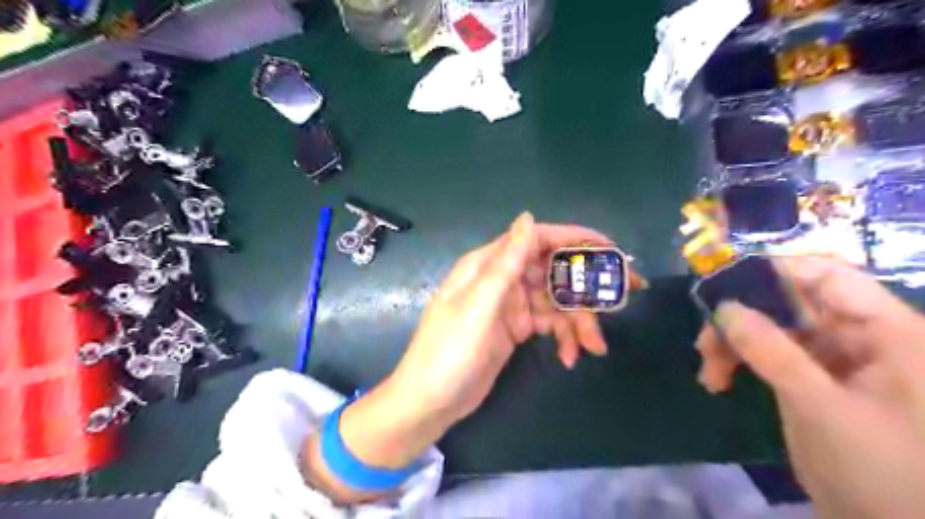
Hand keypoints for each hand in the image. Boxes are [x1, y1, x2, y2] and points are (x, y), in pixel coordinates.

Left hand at [304, 214, 644, 500]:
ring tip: (593, 346)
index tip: (610, 249)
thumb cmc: (449, 352)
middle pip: (552, 271)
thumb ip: (505, 263)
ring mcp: (510, 305)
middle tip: (623, 298)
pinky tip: (570, 357)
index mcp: (487, 265)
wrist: (430, 401)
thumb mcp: (478, 306)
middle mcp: (501, 279)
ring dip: (578, 321)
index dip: (573, 239)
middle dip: (586, 286)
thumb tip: (527, 216)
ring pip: (555, 301)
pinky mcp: (516, 328)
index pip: (535, 239)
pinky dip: (563, 337)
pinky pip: (549, 323)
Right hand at [698, 256, 923, 518]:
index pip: (828, 276)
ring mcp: (833, 357)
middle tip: (704, 341)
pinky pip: (767, 352)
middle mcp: (860, 335)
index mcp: (888, 332)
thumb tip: (724, 307)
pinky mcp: (810, 377)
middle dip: (741, 317)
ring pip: (770, 327)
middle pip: (789, 302)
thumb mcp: (821, 407)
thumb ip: (772, 351)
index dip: (775, 272)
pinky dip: (738, 360)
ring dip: (732, 343)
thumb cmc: (883, 472)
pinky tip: (716, 380)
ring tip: (707, 371)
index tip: (724, 285)